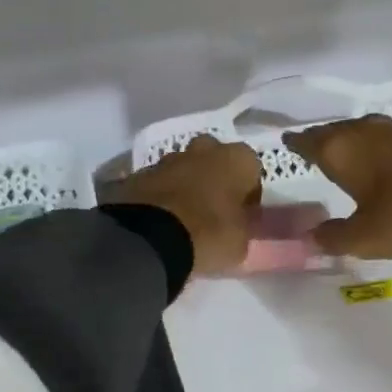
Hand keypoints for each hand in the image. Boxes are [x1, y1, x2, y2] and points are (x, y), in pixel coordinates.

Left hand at [107, 135, 263, 275]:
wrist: (149, 239)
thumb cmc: (208, 235)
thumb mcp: (241, 242)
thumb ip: (244, 225)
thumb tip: (240, 221)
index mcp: (235, 159)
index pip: (252, 169)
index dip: (249, 193)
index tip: (244, 214)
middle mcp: (203, 149)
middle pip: (215, 158)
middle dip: (215, 178)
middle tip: (214, 209)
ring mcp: (167, 159)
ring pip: (183, 168)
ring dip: (186, 185)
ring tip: (184, 218)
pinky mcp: (139, 173)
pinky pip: (158, 183)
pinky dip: (161, 196)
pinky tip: (160, 221)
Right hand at [283, 116, 391, 258]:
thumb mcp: (366, 237)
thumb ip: (335, 237)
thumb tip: (311, 237)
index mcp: (343, 150)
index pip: (309, 141)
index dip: (297, 143)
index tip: (288, 142)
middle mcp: (367, 132)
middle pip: (337, 131)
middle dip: (325, 140)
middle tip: (315, 149)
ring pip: (367, 133)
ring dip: (356, 143)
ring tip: (350, 156)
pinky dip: (385, 150)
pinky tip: (391, 163)